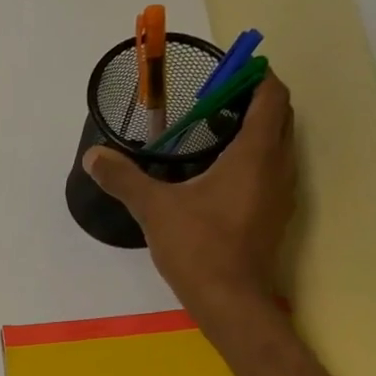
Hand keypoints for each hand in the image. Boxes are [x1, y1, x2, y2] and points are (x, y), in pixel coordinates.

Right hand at [83, 71, 297, 318]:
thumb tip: (93, 156)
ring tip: (211, 137)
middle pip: (278, 117)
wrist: (230, 301)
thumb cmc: (199, 247)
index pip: (271, 95)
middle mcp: (280, 165)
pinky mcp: (274, 216)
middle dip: (251, 102)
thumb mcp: (155, 209)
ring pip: (277, 146)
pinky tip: (217, 178)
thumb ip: (124, 179)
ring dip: (253, 133)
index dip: (253, 77)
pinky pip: (270, 172)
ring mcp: (282, 193)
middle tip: (211, 104)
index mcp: (257, 152)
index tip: (224, 74)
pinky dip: (251, 162)